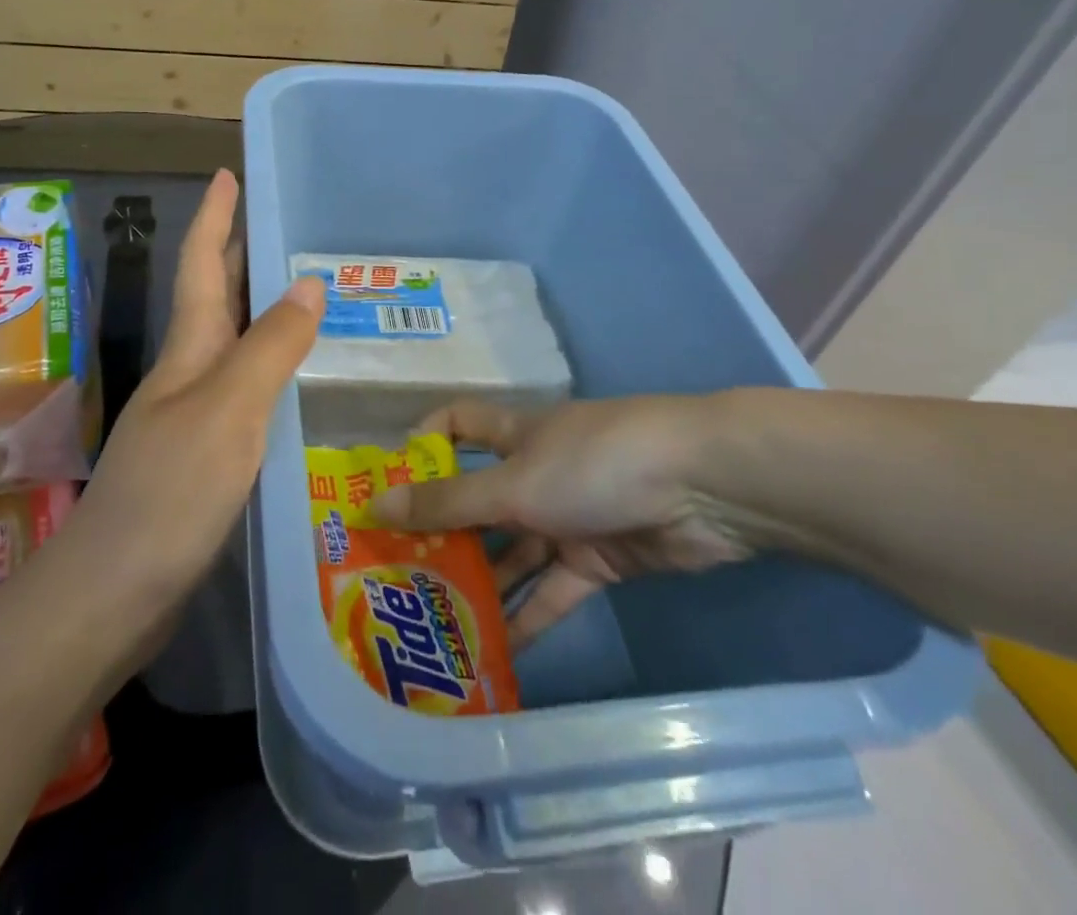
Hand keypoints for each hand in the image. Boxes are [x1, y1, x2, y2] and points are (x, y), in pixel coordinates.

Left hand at [62, 169, 322, 622]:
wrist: (115, 591)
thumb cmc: (172, 489)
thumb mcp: (229, 409)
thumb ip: (270, 346)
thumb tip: (307, 281)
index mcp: (189, 349)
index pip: (200, 264)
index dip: (213, 216)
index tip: (227, 173)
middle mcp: (188, 372)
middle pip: (213, 297)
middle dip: (236, 253)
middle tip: (277, 223)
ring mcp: (192, 415)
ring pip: (231, 343)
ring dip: (258, 310)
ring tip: (304, 292)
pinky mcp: (204, 454)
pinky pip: (244, 390)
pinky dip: (269, 368)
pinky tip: (296, 380)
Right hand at [371, 396, 759, 644]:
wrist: (702, 488)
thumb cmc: (593, 463)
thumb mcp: (514, 484)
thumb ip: (449, 502)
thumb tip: (374, 503)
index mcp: (514, 435)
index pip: (458, 424)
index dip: (424, 445)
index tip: (389, 485)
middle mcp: (535, 472)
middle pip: (479, 499)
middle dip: (444, 533)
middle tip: (399, 575)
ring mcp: (568, 516)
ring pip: (513, 551)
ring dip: (481, 582)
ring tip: (434, 621)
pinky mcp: (600, 559)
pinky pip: (552, 590)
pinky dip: (527, 616)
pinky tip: (493, 652)